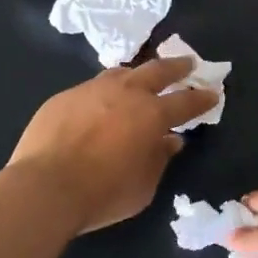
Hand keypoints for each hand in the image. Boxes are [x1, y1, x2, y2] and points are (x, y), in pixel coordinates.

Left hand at [8, 56, 218, 234]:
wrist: (45, 187)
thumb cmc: (102, 193)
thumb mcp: (143, 186)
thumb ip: (159, 159)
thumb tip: (170, 141)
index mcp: (151, 114)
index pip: (186, 101)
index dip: (201, 98)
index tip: (213, 93)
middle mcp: (125, 93)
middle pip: (157, 71)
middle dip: (176, 67)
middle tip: (187, 64)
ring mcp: (92, 90)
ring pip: (122, 72)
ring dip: (138, 74)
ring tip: (142, 77)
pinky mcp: (65, 96)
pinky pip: (92, 87)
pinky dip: (106, 91)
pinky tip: (101, 102)